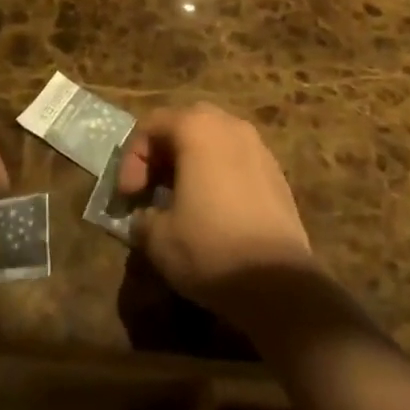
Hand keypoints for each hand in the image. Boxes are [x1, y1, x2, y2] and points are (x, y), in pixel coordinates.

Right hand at [115, 104, 316, 323]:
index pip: (151, 125)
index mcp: (196, 128)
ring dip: (190, 163)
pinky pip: (235, 160)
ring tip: (180, 200)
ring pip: (213, 141)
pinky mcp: (276, 173)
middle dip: (162, 154)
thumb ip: (142, 218)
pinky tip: (213, 211)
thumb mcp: (158, 238)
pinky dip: (217, 174)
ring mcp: (258, 147)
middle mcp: (229, 125)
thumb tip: (144, 218)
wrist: (281, 284)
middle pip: (184, 125)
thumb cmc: (210, 248)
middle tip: (150, 189)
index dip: (132, 159)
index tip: (129, 197)